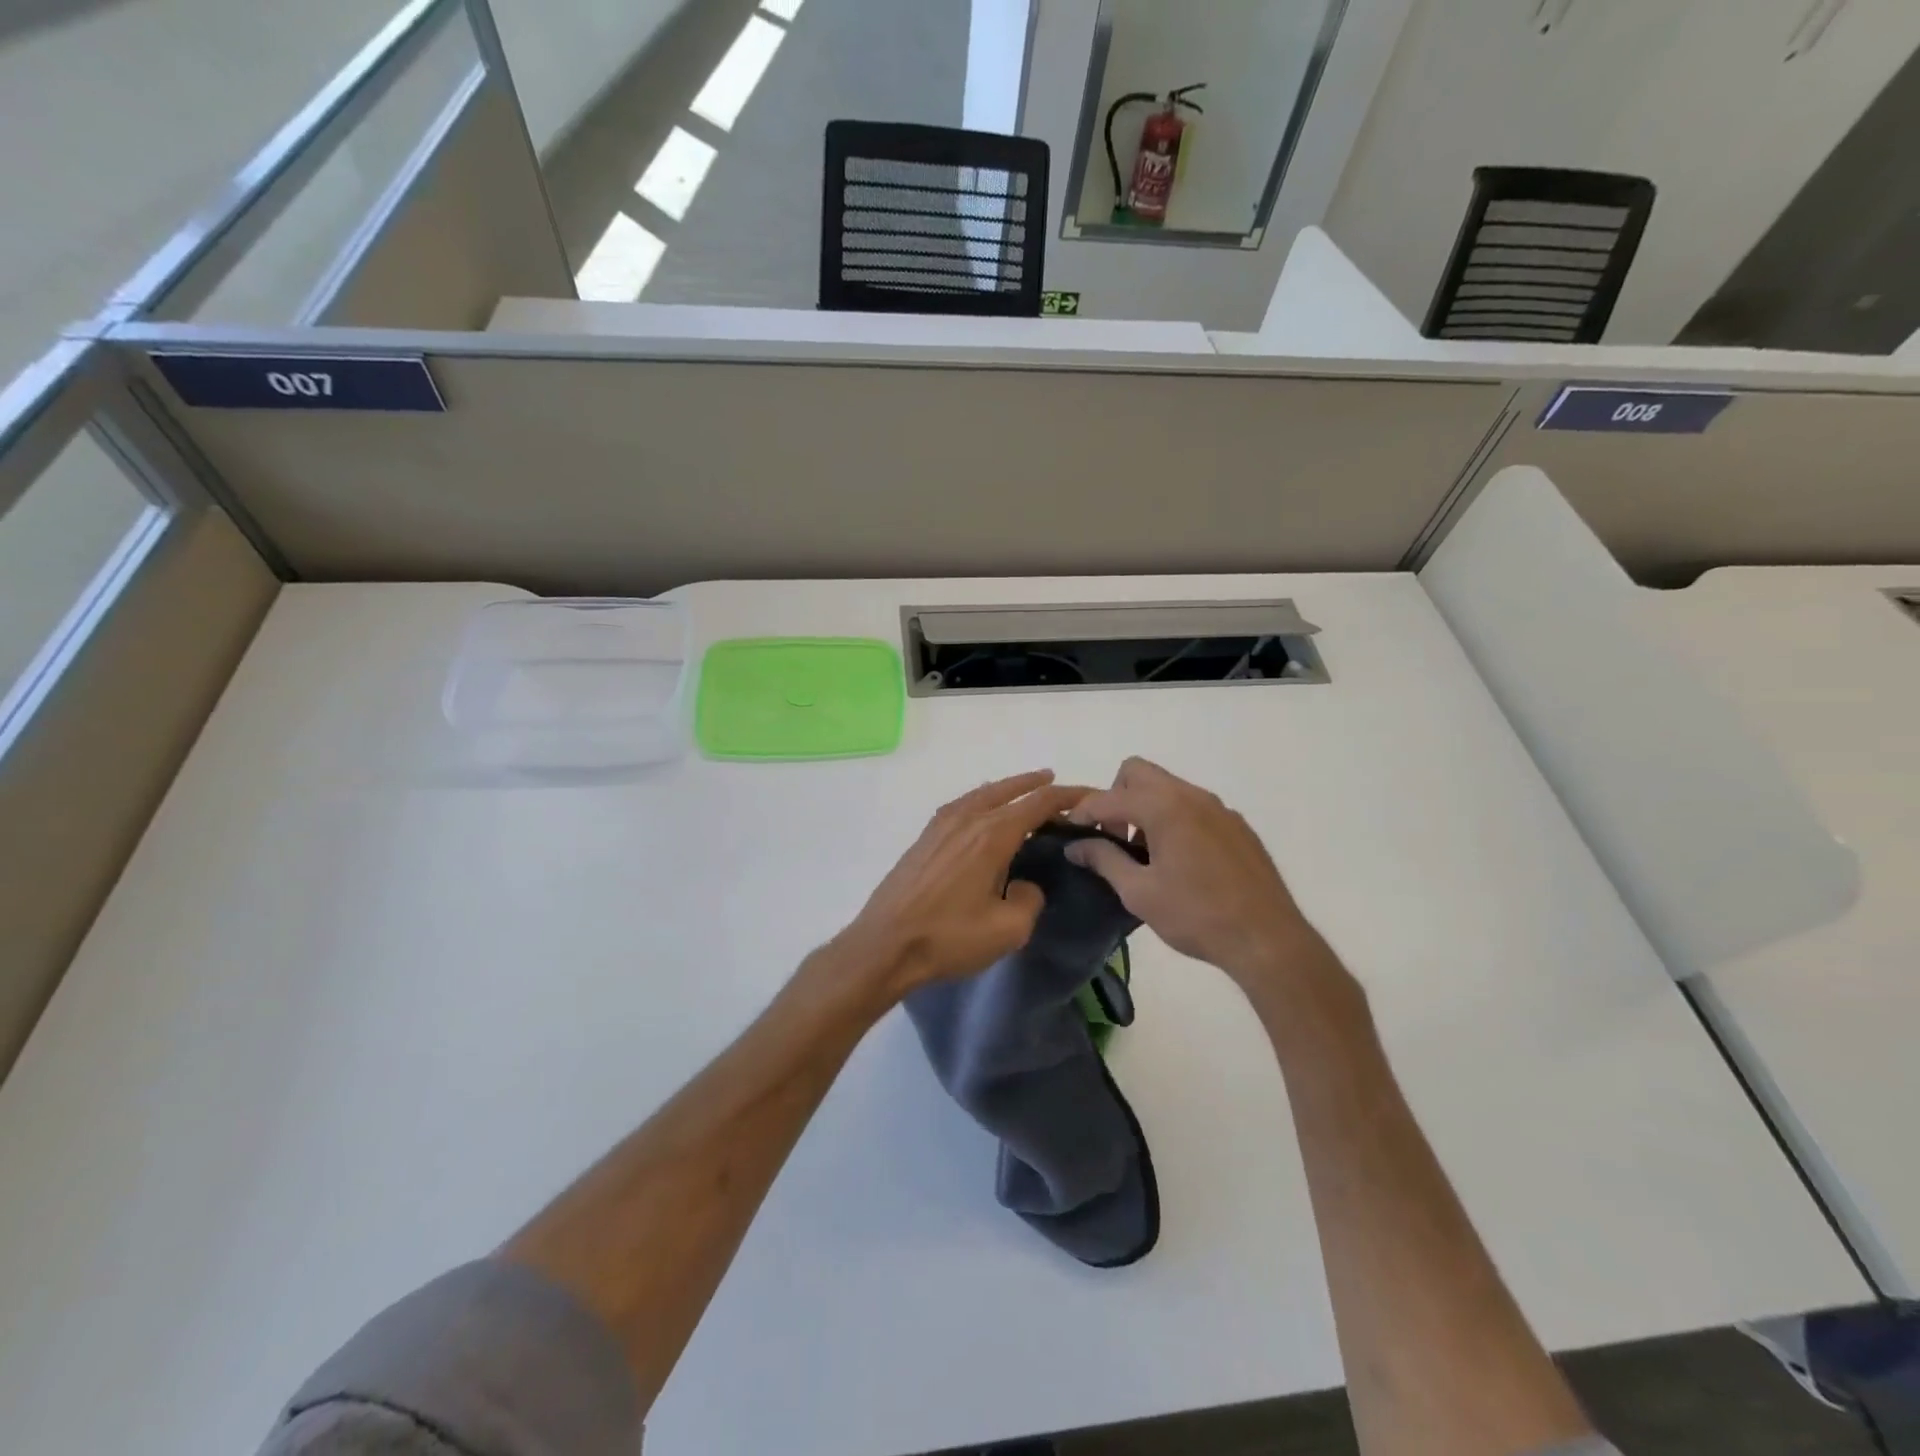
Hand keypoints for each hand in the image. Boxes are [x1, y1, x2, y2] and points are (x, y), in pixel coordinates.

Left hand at [831, 770, 1091, 1003]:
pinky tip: (983, 813)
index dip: (1068, 796)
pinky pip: (962, 806)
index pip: (1039, 803)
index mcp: (992, 835)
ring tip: (1026, 792)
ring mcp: (941, 825)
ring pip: (982, 794)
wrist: (885, 944)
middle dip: (1038, 785)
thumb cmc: (949, 937)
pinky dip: (983, 800)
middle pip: (1009, 790)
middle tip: (1060, 785)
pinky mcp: (924, 838)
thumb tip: (1025, 885)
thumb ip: (1030, 899)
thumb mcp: (1008, 929)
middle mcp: (967, 819)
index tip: (1091, 796)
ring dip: (1008, 789)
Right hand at [1064, 758, 1317, 989]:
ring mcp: (1219, 808)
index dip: (1083, 814)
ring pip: (1168, 787)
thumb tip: (1076, 845)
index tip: (1071, 835)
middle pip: (1138, 773)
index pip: (1109, 797)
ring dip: (1145, 808)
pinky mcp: (1237, 825)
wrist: (1267, 939)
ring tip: (1143, 854)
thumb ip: (1104, 859)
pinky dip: (1173, 819)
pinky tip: (1179, 862)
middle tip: (1113, 837)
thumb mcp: (1139, 892)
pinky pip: (1193, 806)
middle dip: (1116, 797)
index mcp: (1165, 807)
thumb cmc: (1196, 915)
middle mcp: (1192, 796)